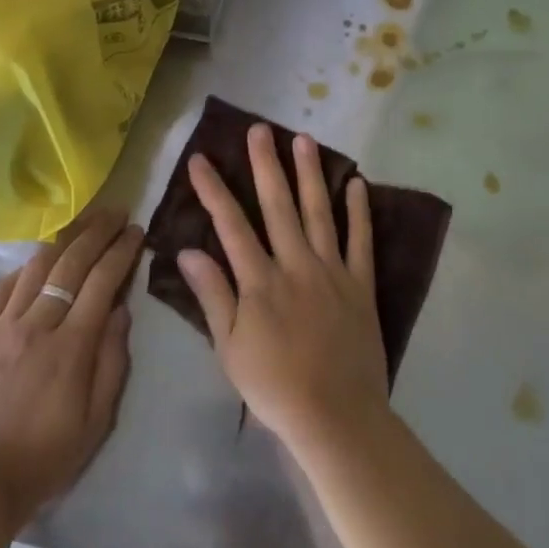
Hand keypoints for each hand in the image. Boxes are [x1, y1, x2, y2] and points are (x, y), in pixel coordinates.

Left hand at [0, 208, 141, 536]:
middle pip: (70, 263)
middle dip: (96, 231)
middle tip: (115, 212)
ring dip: (63, 239)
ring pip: (35, 267)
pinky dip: (23, 268)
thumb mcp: (97, 420)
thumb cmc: (48, 456)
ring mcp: (4, 326)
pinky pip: (2, 288)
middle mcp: (37, 324)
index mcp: (71, 346)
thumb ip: (113, 360)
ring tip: (82, 223)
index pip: (102, 281)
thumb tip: (121, 310)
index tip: (136, 231)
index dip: (121, 251)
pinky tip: (36, 261)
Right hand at [177, 125, 389, 457]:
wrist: (336, 417)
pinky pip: (361, 241)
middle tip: (259, 129)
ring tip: (303, 139)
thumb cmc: (275, 386)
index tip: (200, 159)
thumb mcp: (230, 348)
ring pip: (319, 212)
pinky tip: (355, 183)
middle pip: (277, 206)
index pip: (231, 225)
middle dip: (265, 164)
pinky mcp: (361, 285)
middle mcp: (295, 265)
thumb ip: (212, 296)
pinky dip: (359, 211)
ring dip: (309, 174)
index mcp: (260, 281)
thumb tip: (187, 251)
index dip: (213, 190)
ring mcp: (332, 271)